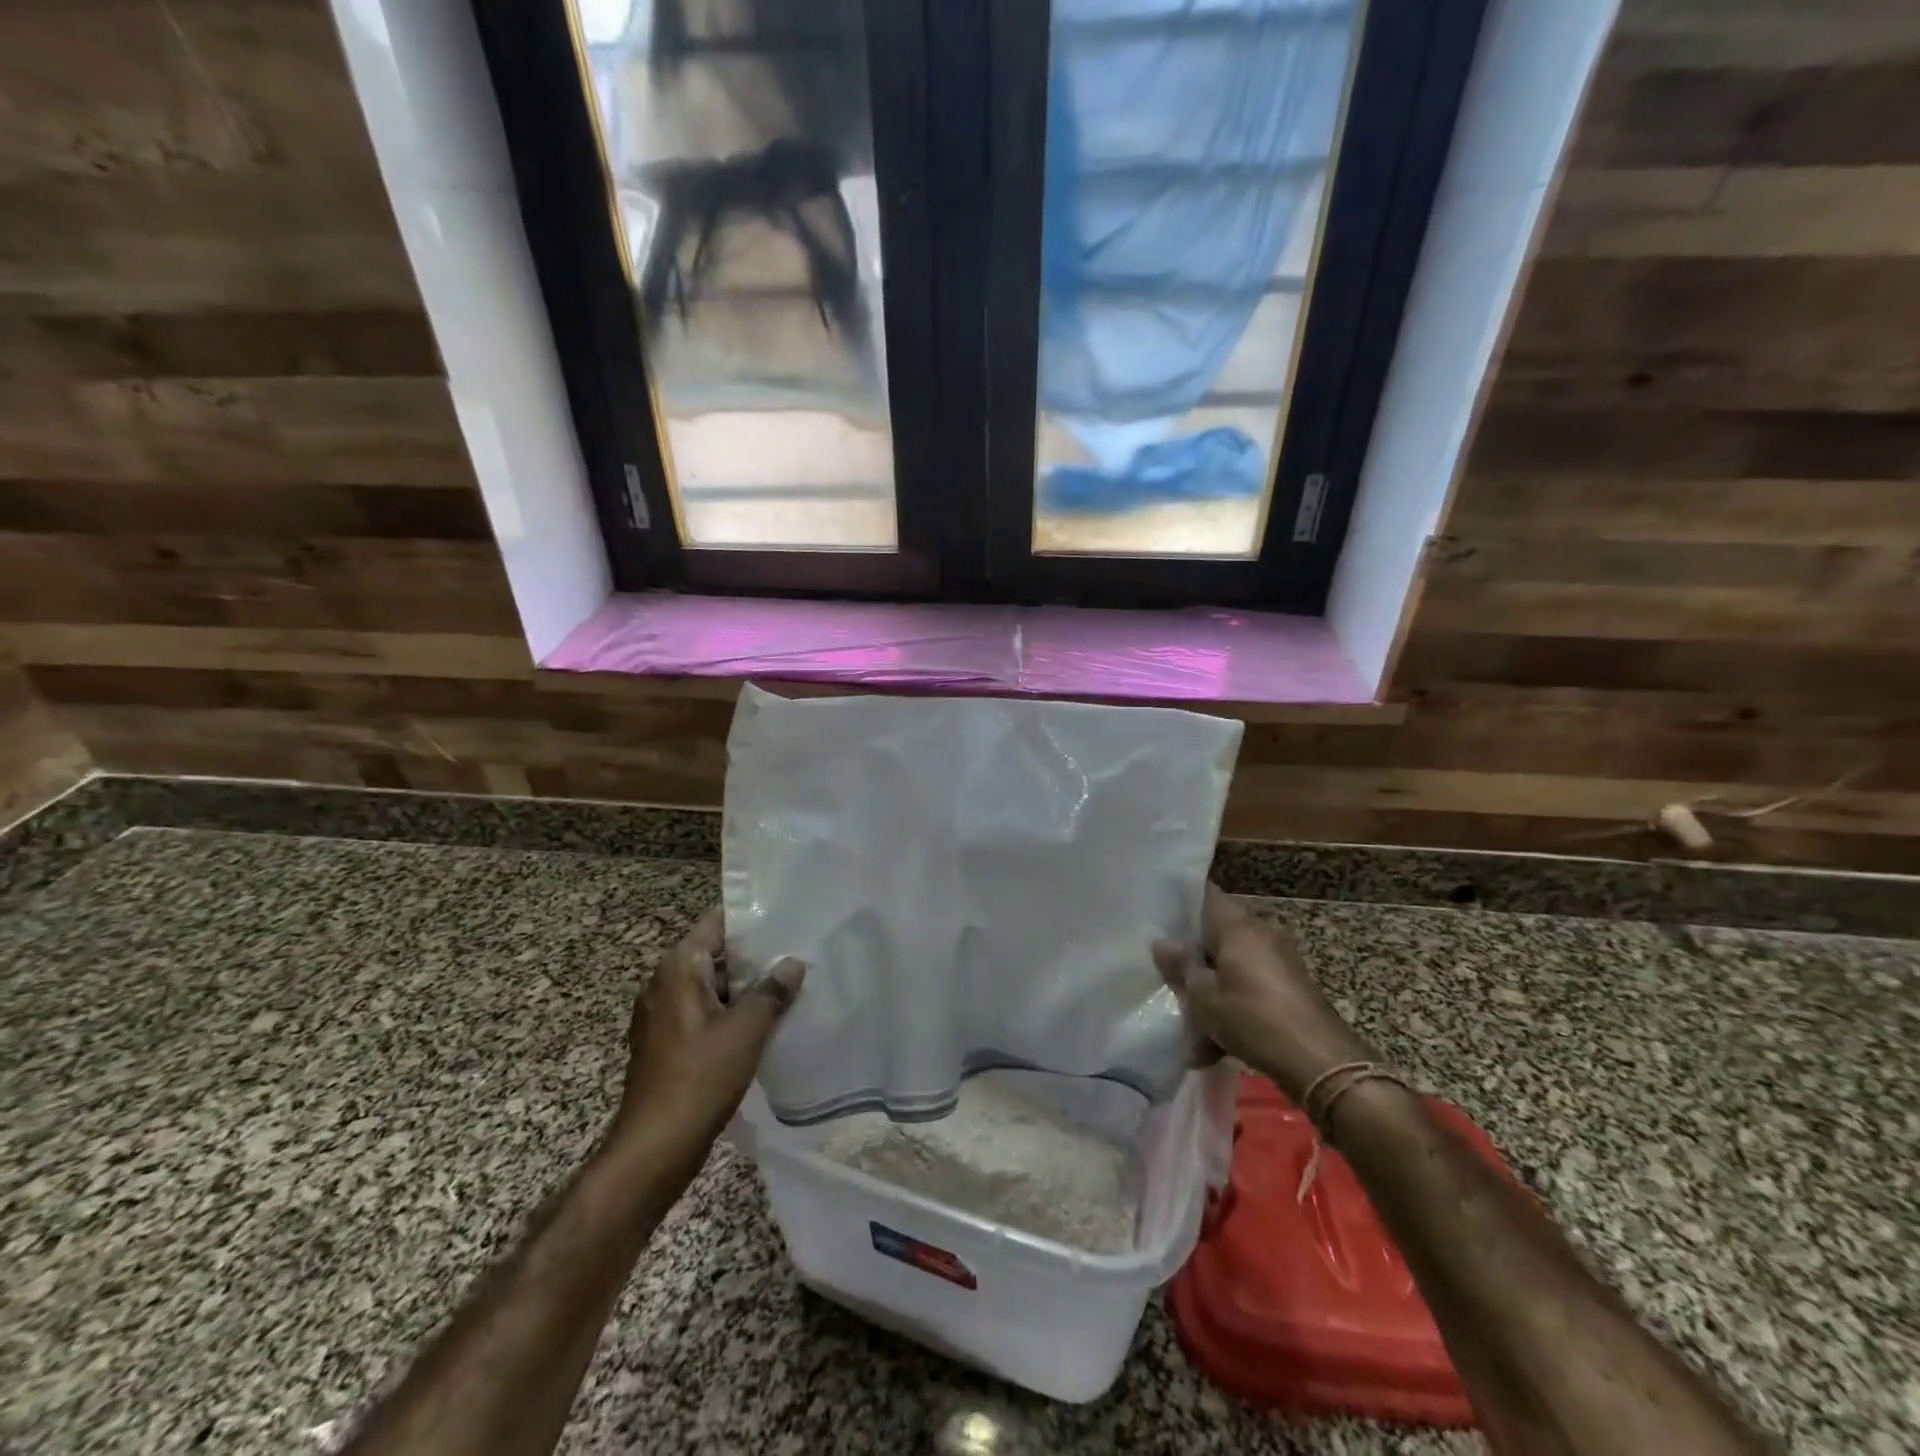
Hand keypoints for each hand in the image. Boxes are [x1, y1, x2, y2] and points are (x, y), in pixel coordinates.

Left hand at [614, 906, 804, 1162]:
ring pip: (711, 986)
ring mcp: (662, 1015)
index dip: (750, 918)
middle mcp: (664, 983)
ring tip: (788, 985)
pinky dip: (730, 1012)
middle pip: (714, 954)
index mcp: (678, 968)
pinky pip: (703, 1012)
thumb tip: (792, 963)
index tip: (786, 916)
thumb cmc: (700, 1077)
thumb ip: (772, 991)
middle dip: (753, 956)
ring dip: (744, 987)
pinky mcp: (666, 1043)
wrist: (655, 1148)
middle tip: (797, 952)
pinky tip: (763, 1022)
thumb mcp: (747, 1029)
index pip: (716, 923)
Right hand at [1153, 883, 1371, 1101]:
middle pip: (1217, 936)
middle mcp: (1261, 933)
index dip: (1180, 904)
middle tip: (1170, 982)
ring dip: (1212, 993)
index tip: (1158, 919)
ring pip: (1233, 968)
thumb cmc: (1252, 1017)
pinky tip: (1217, 1048)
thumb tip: (1162, 942)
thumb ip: (1181, 966)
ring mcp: (1280, 961)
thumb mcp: (1203, 995)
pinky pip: (1251, 989)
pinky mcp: (1291, 989)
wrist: (1320, 1061)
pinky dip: (1234, 1009)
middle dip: (1194, 961)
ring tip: (1193, 1034)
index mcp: (1237, 925)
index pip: (1205, 895)